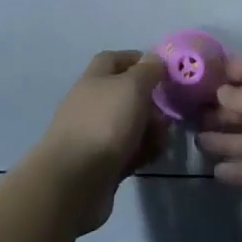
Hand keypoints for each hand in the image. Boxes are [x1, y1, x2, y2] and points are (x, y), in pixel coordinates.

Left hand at [33, 51, 167, 232]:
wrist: (73, 182)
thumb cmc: (104, 123)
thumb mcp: (132, 86)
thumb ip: (148, 70)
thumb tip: (155, 58)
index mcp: (96, 78)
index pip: (117, 59)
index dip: (141, 61)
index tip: (165, 72)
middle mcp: (93, 102)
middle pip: (128, 94)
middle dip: (152, 103)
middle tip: (168, 114)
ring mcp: (95, 134)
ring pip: (130, 124)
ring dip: (150, 130)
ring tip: (161, 141)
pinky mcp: (100, 164)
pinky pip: (127, 151)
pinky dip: (141, 152)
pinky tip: (150, 158)